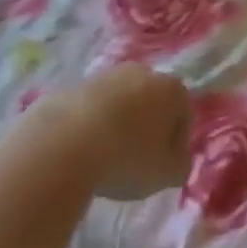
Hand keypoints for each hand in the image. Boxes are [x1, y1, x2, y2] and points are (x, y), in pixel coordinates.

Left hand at [44, 64, 192, 200]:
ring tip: (105, 157)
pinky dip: (91, 125)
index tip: (162, 168)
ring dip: (118, 124)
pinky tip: (82, 150)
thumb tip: (175, 159)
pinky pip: (92, 108)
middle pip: (152, 103)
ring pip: (121, 102)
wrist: (63, 144)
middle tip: (135, 160)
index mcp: (171, 89)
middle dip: (147, 128)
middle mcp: (143, 73)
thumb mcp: (165, 174)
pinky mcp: (75, 85)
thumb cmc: (126, 158)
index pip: (183, 116)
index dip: (176, 145)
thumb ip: (179, 165)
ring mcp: (107, 76)